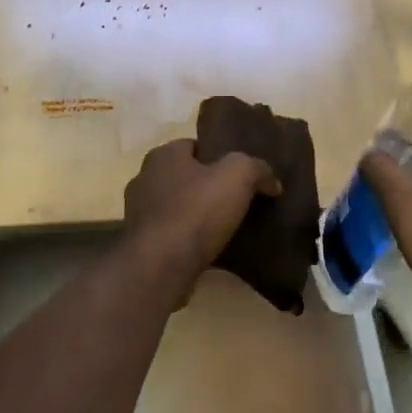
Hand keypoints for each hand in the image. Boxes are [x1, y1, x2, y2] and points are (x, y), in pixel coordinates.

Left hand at [123, 139, 280, 290]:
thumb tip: (272, 182)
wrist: (162, 266)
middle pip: (185, 177)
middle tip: (237, 200)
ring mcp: (139, 214)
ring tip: (227, 227)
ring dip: (197, 215)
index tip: (240, 174)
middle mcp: (144, 179)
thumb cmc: (197, 211)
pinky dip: (188, 239)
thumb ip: (257, 169)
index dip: (219, 156)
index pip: (194, 146)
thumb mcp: (239, 176)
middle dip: (207, 187)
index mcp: (163, 156)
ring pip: (177, 207)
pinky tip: (210, 249)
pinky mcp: (142, 244)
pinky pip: (172, 234)